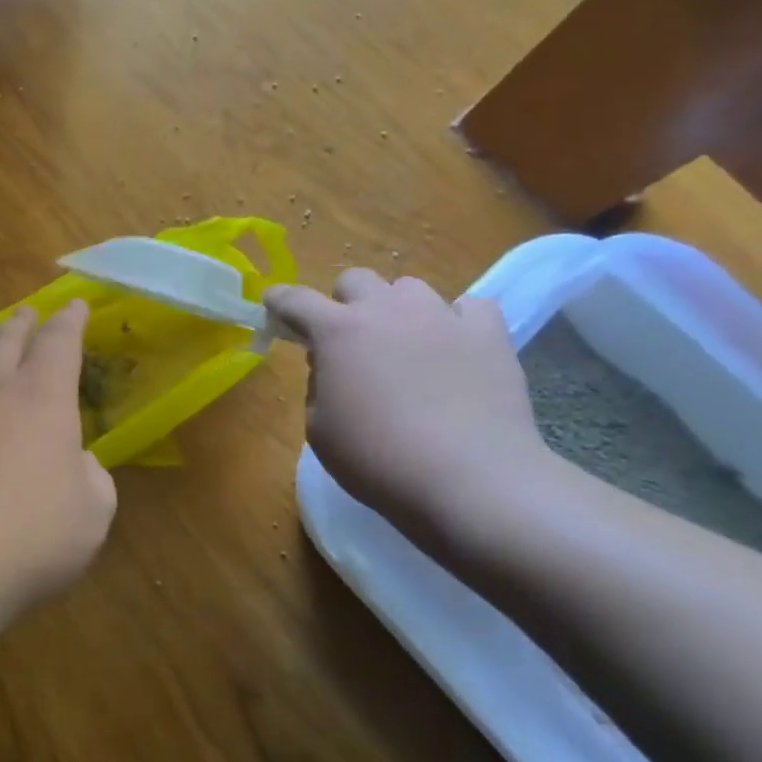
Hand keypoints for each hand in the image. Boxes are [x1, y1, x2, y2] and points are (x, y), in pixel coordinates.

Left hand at [0, 301, 117, 616]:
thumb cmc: (29, 536)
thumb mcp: (90, 515)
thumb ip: (90, 480)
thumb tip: (75, 464)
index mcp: (42, 399)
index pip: (59, 344)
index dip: (70, 322)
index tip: (75, 304)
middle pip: (5, 344)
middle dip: (21, 325)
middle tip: (27, 313)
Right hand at [266, 270, 555, 542]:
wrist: (471, 481)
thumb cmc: (379, 460)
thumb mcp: (319, 429)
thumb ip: (317, 387)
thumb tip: (331, 367)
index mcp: (337, 331)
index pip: (295, 300)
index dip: (280, 301)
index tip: (274, 306)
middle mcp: (386, 310)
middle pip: (356, 280)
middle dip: (344, 303)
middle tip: (350, 340)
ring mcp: (440, 316)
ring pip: (409, 288)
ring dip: (398, 310)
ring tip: (407, 345)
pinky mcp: (488, 334)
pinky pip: (469, 307)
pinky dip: (457, 322)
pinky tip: (455, 348)